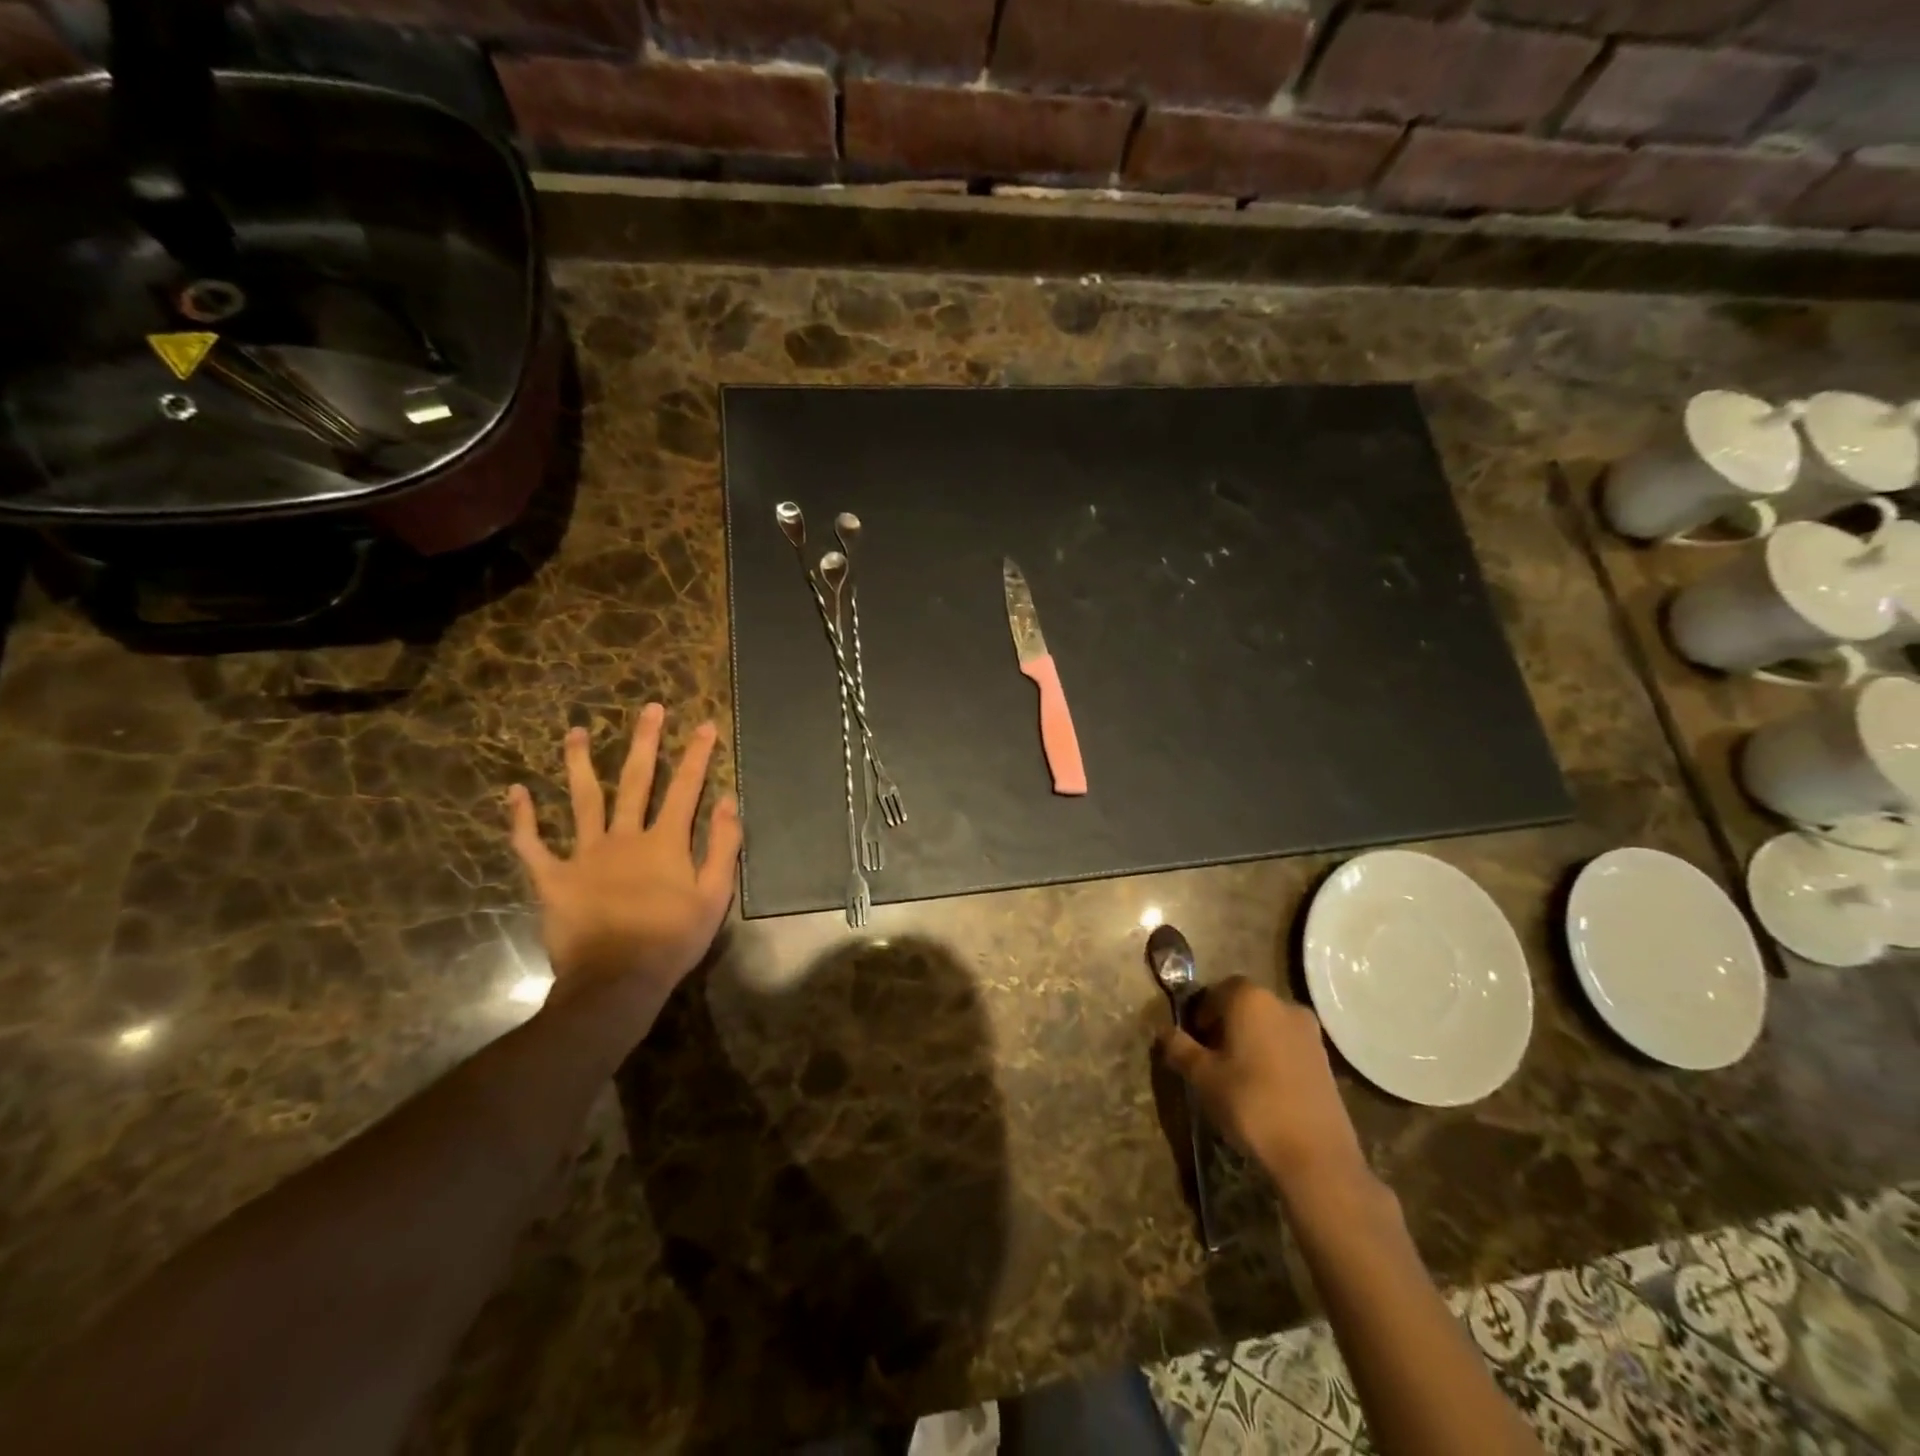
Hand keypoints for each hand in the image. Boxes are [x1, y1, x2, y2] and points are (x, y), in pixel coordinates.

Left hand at [506, 704, 741, 1016]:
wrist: (616, 982)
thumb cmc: (672, 940)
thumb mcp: (714, 896)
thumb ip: (723, 847)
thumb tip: (727, 801)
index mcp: (665, 842)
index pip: (685, 788)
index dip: (697, 755)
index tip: (704, 725)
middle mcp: (625, 837)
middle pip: (636, 781)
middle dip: (645, 742)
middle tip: (649, 709)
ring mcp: (584, 855)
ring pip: (583, 800)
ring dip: (580, 764)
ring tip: (575, 732)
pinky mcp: (553, 878)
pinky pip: (532, 845)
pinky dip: (522, 819)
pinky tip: (515, 792)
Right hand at [1159, 976, 1370, 1199]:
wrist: (1316, 1154)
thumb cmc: (1250, 1103)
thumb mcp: (1203, 1076)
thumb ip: (1180, 1047)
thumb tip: (1163, 1030)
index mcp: (1250, 998)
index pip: (1216, 990)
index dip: (1200, 1013)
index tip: (1193, 1041)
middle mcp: (1282, 1003)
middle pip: (1244, 1004)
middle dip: (1224, 1024)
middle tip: (1210, 1057)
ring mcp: (1309, 1030)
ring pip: (1267, 1024)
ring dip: (1249, 1039)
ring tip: (1237, 1075)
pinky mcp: (1325, 1057)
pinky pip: (1287, 1044)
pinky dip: (1272, 1055)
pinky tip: (1264, 1087)